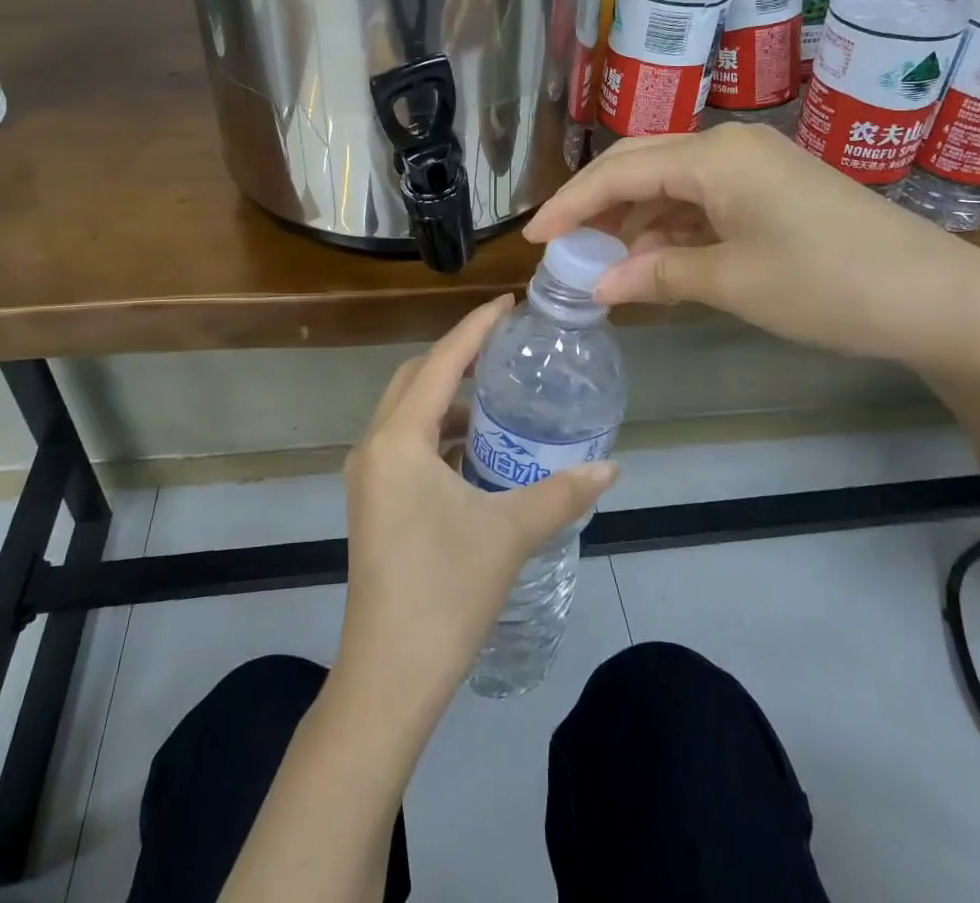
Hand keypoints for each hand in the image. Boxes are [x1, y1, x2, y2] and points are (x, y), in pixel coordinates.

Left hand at [337, 297, 617, 720]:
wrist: (389, 675)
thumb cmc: (445, 592)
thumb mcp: (509, 534)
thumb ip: (561, 493)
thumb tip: (611, 465)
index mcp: (398, 440)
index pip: (440, 362)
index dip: (474, 328)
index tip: (507, 303)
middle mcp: (374, 446)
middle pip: (416, 377)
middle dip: (457, 353)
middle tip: (505, 344)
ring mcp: (368, 475)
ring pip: (407, 410)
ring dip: (447, 393)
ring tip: (496, 391)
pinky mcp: (374, 500)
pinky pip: (405, 441)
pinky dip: (438, 429)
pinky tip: (475, 445)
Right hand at [524, 123, 979, 371]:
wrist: (943, 298)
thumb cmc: (828, 284)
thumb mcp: (734, 282)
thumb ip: (658, 275)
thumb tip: (599, 284)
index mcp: (714, 156)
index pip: (619, 172)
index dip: (571, 205)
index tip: (534, 238)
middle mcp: (730, 147)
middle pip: (640, 165)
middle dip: (596, 204)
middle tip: (563, 245)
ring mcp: (756, 166)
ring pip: (671, 183)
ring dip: (635, 219)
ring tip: (606, 262)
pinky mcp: (774, 189)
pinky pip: (704, 200)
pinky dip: (673, 228)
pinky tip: (658, 260)